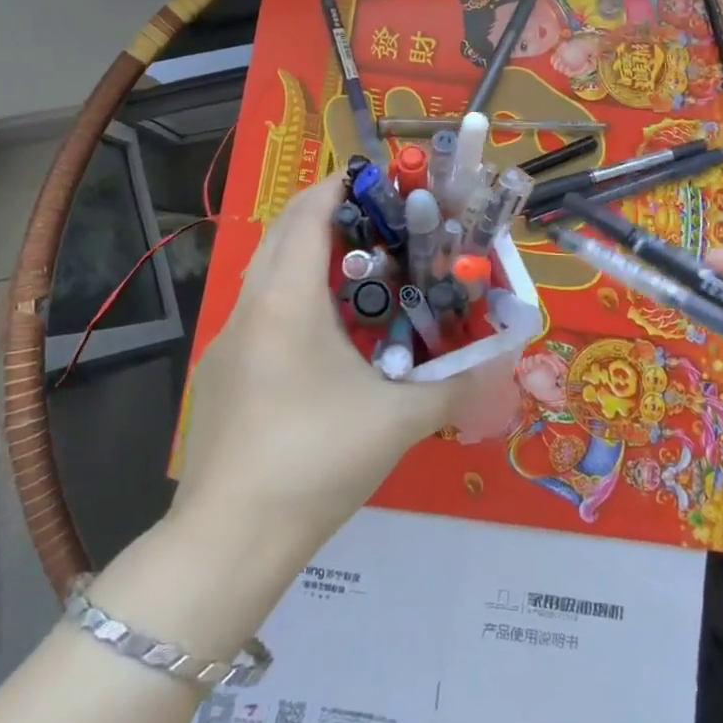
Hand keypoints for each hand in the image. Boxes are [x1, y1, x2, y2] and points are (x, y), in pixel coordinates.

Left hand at [174, 176, 472, 564]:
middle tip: (382, 224)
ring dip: (308, 256)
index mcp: (287, 299)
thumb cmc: (316, 461)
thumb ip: (457, 383)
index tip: (382, 183)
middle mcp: (249, 306)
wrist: (229, 540)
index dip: (342, 186)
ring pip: (266, 272)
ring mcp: (226, 341)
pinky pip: (258, 311)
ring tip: (361, 274)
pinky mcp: (219, 374)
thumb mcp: (399, 420)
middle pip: (283, 232)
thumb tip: (503, 359)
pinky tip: (326, 339)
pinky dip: (292, 297)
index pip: (309, 213)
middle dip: (328, 214)